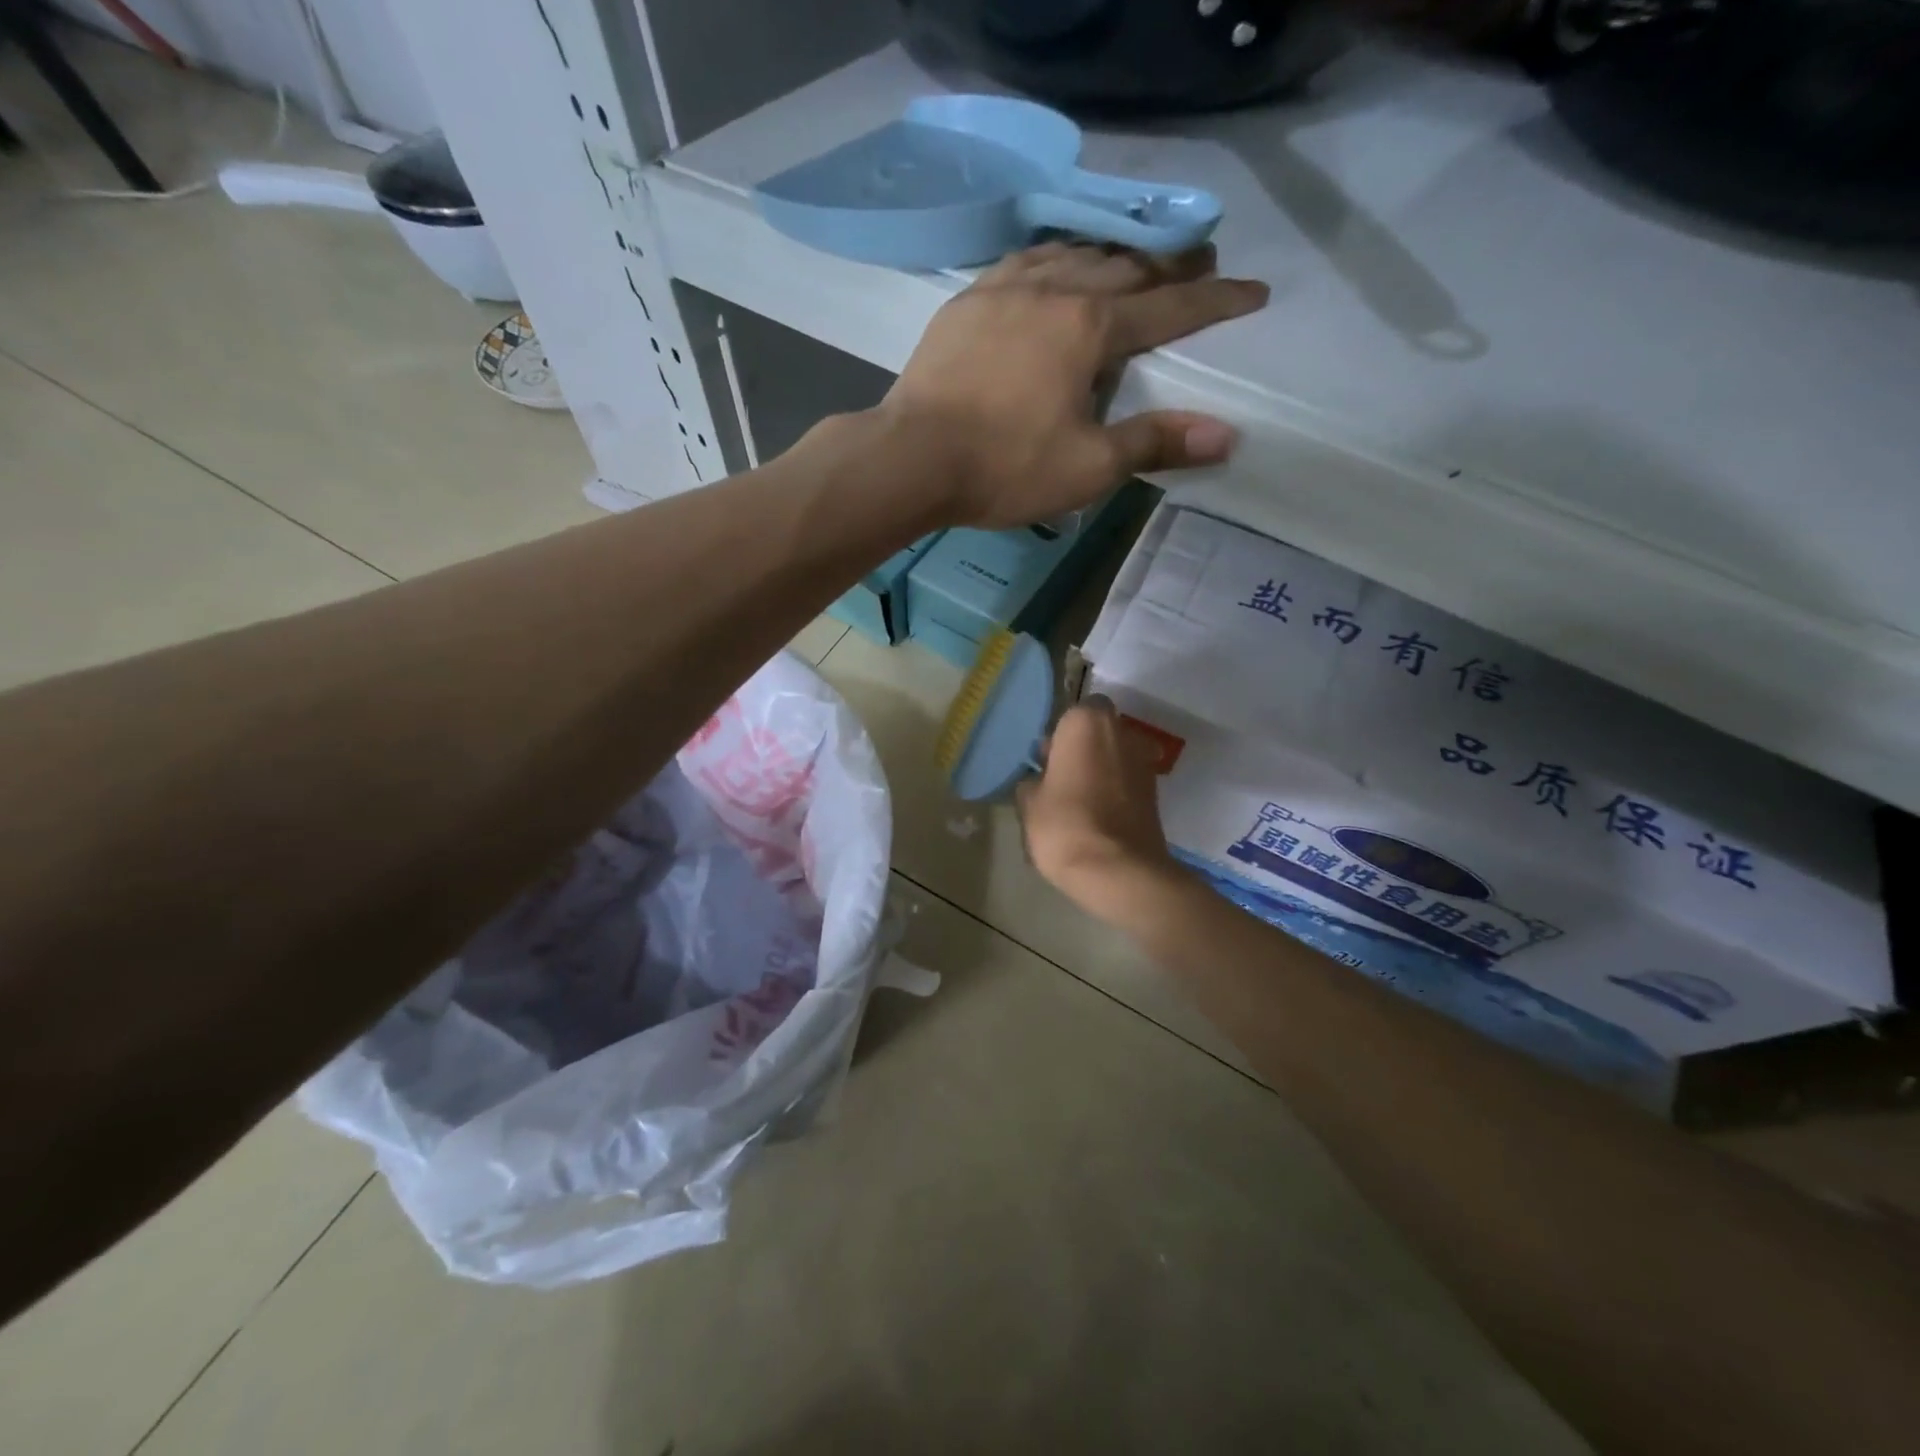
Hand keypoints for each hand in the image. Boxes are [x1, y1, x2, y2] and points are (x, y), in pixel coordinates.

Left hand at [882, 243, 1267, 528]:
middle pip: (1125, 267)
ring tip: (1131, 261)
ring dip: (1111, 255)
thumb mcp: (1087, 467)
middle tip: (1199, 264)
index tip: (1253, 291)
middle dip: (1169, 266)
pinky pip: (1024, 262)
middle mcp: (1054, 290)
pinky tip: (1053, 268)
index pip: (1170, 306)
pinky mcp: (967, 302)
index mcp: (1090, 327)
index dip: (1215, 301)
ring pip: (1073, 253)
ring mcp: (1004, 289)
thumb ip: (1154, 443)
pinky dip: (1055, 259)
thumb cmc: (1004, 467)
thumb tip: (1226, 435)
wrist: (911, 457)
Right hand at [1016, 696, 1178, 924]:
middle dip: (1082, 748)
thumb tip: (1040, 780)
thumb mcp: (1029, 803)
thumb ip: (1033, 782)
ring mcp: (1143, 763)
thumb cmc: (1064, 825)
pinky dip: (1115, 791)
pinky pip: (1127, 782)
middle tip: (1059, 777)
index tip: (1047, 756)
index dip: (1062, 732)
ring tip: (1077, 800)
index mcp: (1087, 723)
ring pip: (1116, 756)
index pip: (1076, 710)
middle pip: (1099, 731)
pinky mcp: (1156, 794)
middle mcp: (1121, 733)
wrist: (1119, 872)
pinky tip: (1096, 816)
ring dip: (1100, 769)